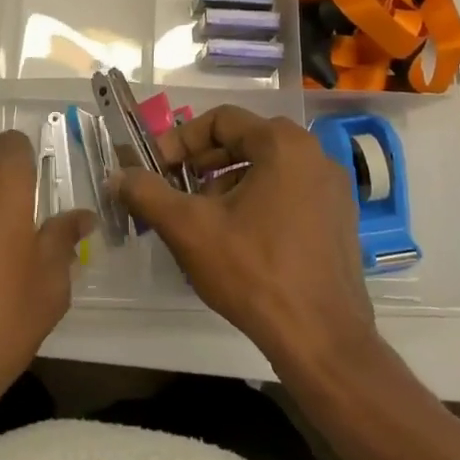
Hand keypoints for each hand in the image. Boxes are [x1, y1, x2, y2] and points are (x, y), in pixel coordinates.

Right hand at [112, 107, 378, 375]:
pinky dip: (258, 202)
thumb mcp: (189, 229)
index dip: (180, 140)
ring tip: (203, 220)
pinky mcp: (340, 219)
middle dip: (203, 163)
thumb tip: (119, 176)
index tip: (156, 168)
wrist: (322, 340)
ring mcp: (333, 188)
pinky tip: (239, 240)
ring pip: (267, 169)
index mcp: (283, 144)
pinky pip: (289, 193)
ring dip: (228, 184)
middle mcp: (314, 155)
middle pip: (246, 141)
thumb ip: (148, 193)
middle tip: (174, 190)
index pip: (221, 120)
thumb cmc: (254, 272)